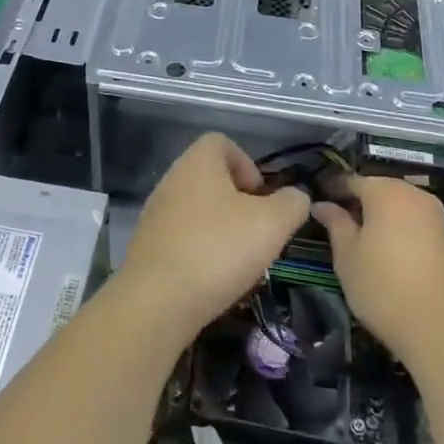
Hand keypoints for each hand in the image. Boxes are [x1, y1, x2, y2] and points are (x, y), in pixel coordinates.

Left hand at [120, 134, 309, 339]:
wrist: (157, 301)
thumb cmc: (218, 249)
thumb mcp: (272, 223)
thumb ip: (292, 203)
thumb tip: (294, 198)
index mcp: (197, 162)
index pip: (221, 142)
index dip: (248, 164)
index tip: (261, 198)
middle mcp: (172, 179)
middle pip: (211, 178)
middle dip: (239, 203)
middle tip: (257, 232)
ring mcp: (156, 213)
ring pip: (198, 210)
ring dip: (222, 229)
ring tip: (240, 260)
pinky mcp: (148, 245)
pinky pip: (183, 237)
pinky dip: (202, 251)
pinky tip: (214, 278)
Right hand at [314, 176, 443, 368]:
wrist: (440, 328)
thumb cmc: (382, 286)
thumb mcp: (347, 254)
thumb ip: (335, 222)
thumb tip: (321, 204)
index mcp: (386, 192)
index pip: (352, 180)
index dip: (332, 189)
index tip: (316, 201)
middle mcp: (414, 194)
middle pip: (379, 188)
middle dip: (358, 200)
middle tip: (335, 219)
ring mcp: (435, 215)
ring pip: (398, 203)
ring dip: (379, 213)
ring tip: (359, 235)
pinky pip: (414, 220)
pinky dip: (397, 226)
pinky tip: (385, 247)